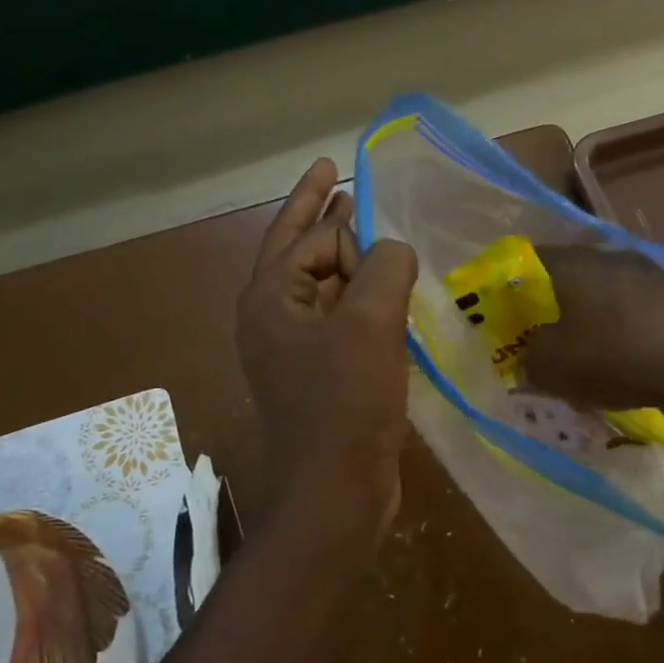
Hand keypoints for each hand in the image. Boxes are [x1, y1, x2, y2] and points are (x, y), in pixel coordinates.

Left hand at [237, 159, 418, 529]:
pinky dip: (357, 296)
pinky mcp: (317, 373)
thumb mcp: (371, 324)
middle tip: (332, 171)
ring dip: (343, 256)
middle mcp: (271, 317)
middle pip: (297, 249)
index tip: (388, 247)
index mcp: (269, 299)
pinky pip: (337, 317)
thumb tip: (393, 250)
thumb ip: (385, 267)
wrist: (335, 491)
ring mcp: (292, 348)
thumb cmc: (346, 405)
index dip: (350, 232)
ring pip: (319, 284)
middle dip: (317, 211)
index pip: (312, 239)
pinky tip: (383, 294)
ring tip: (365, 226)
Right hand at [520, 246, 663, 415]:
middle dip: (548, 312)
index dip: (507, 290)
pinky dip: (619, 337)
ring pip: (601, 299)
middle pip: (565, 280)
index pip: (525, 260)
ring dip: (586, 326)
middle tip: (538, 347)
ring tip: (580, 364)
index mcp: (573, 262)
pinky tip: (621, 369)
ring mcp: (648, 276)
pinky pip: (632, 316)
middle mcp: (609, 257)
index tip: (501, 322)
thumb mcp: (552, 366)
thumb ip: (527, 357)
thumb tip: (528, 354)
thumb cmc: (618, 356)